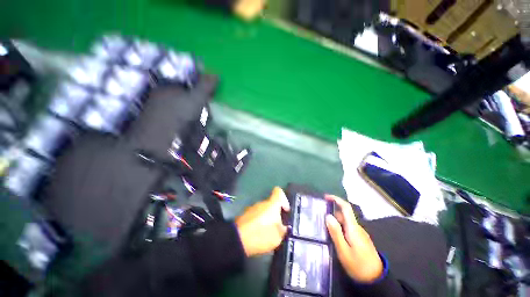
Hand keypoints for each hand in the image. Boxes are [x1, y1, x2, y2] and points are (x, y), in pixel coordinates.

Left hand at [235, 187, 289, 256]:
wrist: (237, 239)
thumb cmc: (260, 235)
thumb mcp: (278, 236)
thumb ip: (283, 229)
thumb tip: (284, 226)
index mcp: (272, 204)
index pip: (279, 191)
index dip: (284, 199)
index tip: (286, 210)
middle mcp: (262, 203)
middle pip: (272, 203)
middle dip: (276, 213)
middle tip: (278, 227)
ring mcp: (252, 208)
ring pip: (264, 210)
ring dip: (267, 218)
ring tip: (268, 232)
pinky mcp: (245, 214)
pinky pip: (256, 215)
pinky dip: (259, 221)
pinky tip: (258, 233)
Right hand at [325, 195, 382, 282]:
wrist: (376, 279)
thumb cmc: (358, 265)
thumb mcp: (343, 250)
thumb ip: (336, 232)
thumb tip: (328, 215)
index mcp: (353, 228)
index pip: (346, 207)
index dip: (336, 199)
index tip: (325, 197)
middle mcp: (357, 227)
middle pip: (344, 214)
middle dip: (332, 212)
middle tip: (319, 215)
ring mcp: (359, 234)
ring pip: (345, 222)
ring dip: (335, 221)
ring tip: (323, 226)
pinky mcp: (360, 239)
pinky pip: (347, 228)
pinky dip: (339, 227)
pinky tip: (333, 235)